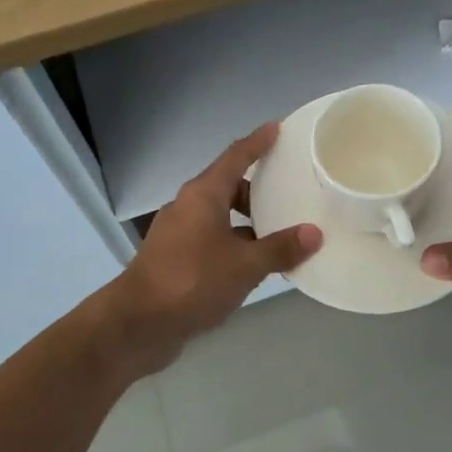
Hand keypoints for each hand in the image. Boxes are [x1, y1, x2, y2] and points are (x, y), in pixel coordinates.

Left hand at [111, 124, 321, 371]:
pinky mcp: (174, 259)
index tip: (277, 128)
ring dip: (246, 222)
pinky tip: (253, 264)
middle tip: (288, 192)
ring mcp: (177, 234)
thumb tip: (313, 234)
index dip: (257, 142)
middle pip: (227, 186)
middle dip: (256, 188)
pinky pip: (211, 240)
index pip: (235, 157)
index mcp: (203, 195)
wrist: (138, 323)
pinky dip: (233, 244)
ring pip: (219, 216)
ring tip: (278, 234)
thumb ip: (280, 248)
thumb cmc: (192, 281)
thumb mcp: (245, 265)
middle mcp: (188, 207)